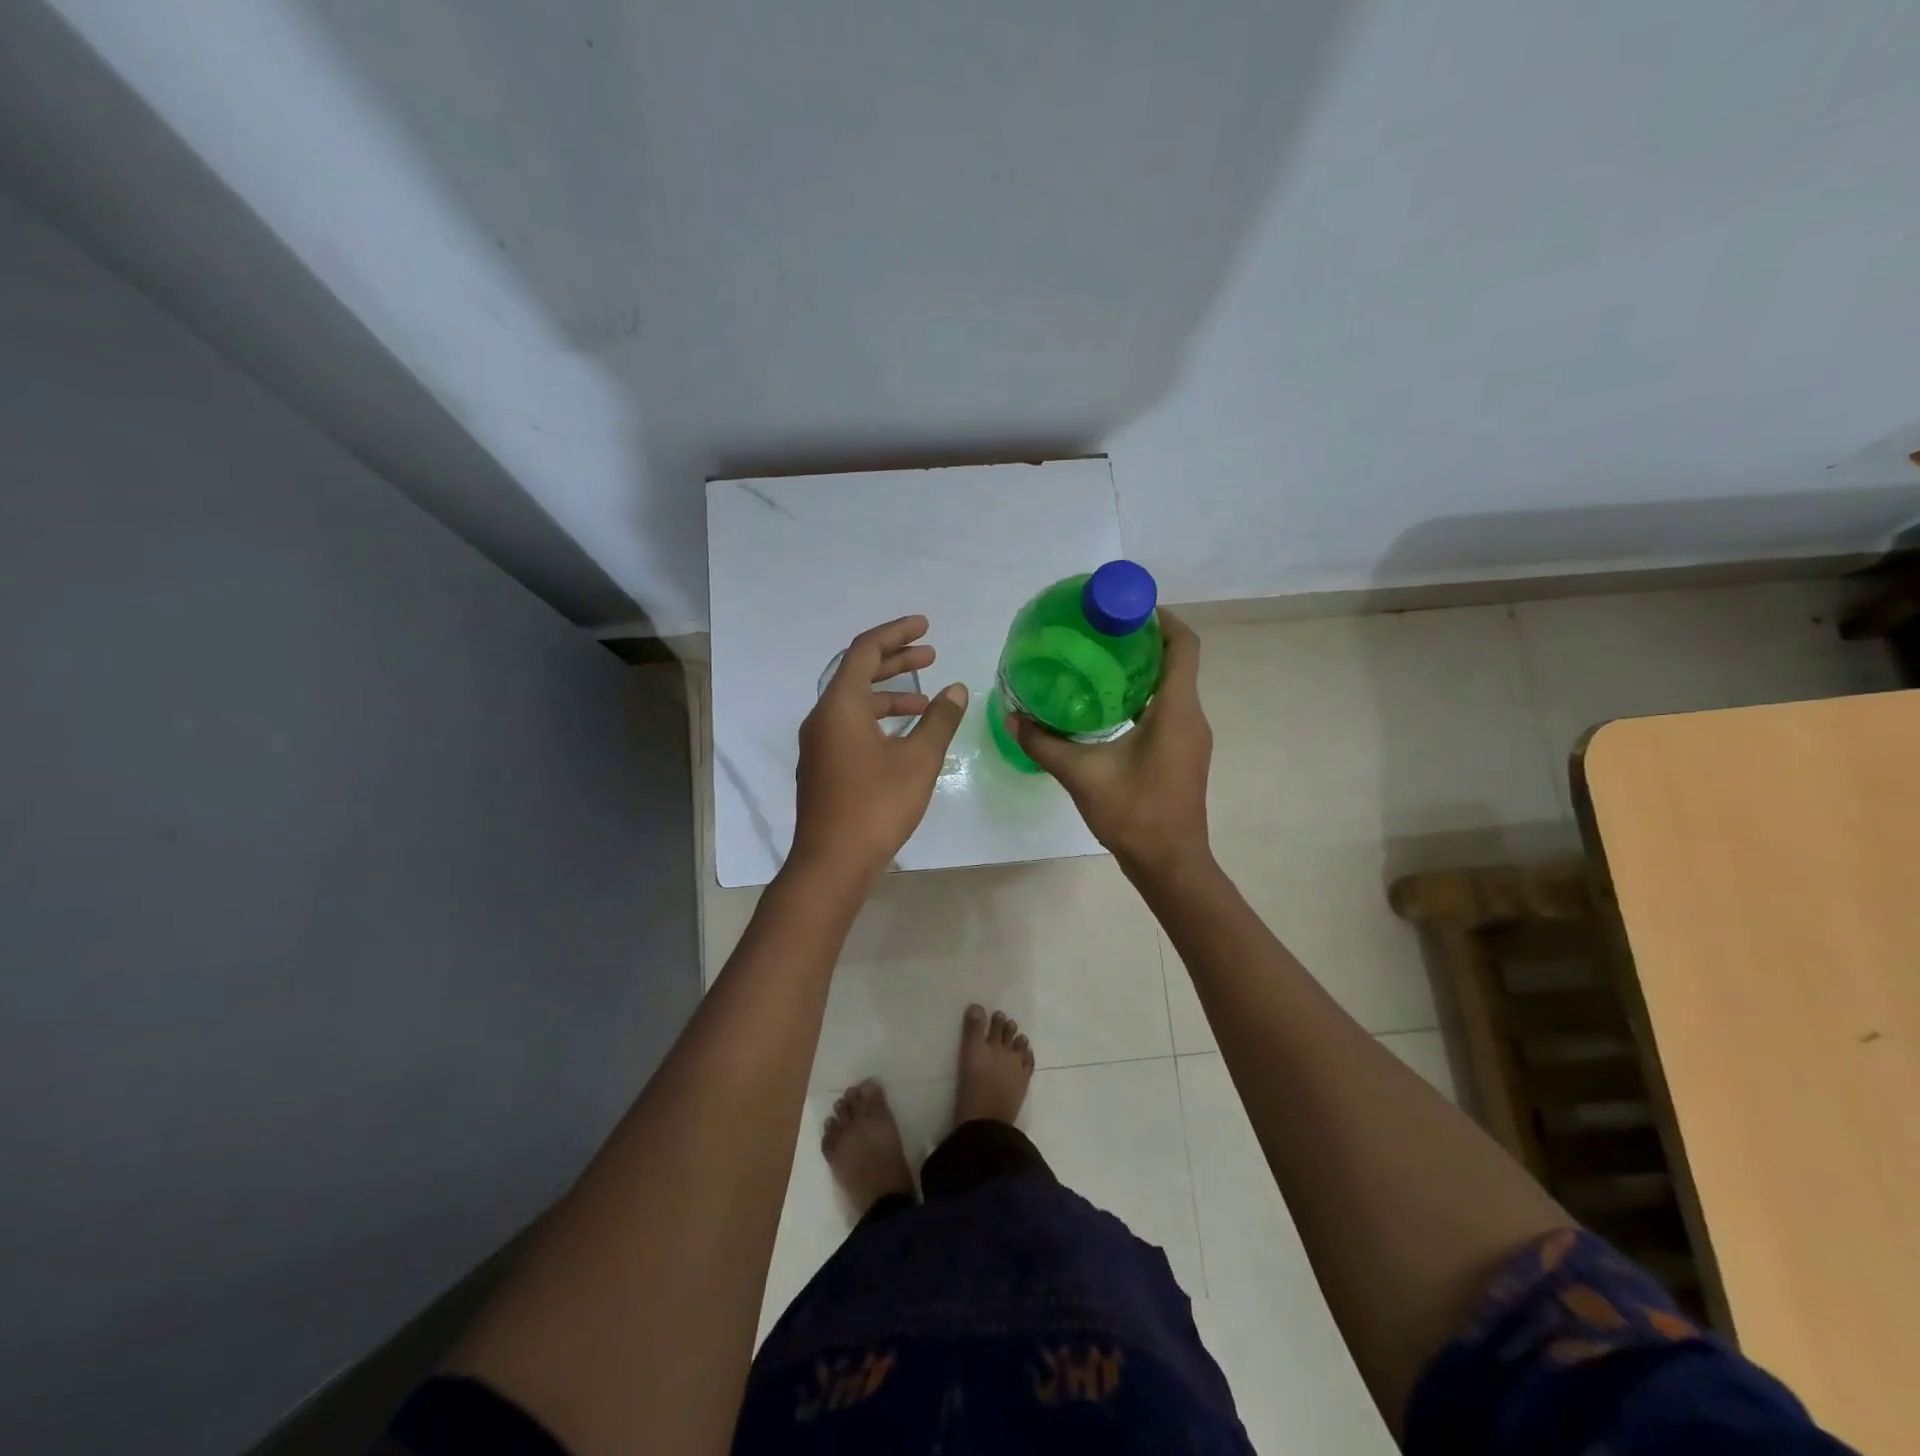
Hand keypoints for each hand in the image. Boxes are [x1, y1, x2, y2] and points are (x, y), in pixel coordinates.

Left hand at [790, 615, 968, 882]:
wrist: (832, 863)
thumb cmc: (876, 805)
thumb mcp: (918, 760)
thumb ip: (940, 720)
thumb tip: (956, 689)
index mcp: (841, 705)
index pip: (865, 650)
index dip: (896, 633)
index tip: (926, 627)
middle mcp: (823, 717)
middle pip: (858, 673)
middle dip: (896, 660)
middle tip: (931, 655)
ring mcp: (819, 743)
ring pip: (855, 702)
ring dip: (890, 694)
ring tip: (926, 700)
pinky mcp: (822, 765)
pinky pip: (850, 724)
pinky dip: (878, 718)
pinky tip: (904, 735)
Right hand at [1011, 610, 1211, 876]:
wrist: (1170, 864)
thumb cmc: (1134, 814)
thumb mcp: (1082, 775)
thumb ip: (1045, 744)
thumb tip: (1012, 717)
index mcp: (1176, 711)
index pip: (1183, 646)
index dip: (1161, 618)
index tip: (1125, 607)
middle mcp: (1192, 716)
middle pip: (1177, 661)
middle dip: (1142, 640)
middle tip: (1099, 632)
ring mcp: (1191, 736)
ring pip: (1172, 686)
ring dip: (1142, 669)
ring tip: (1098, 661)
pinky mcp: (1184, 752)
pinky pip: (1168, 708)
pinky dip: (1142, 695)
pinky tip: (1107, 705)